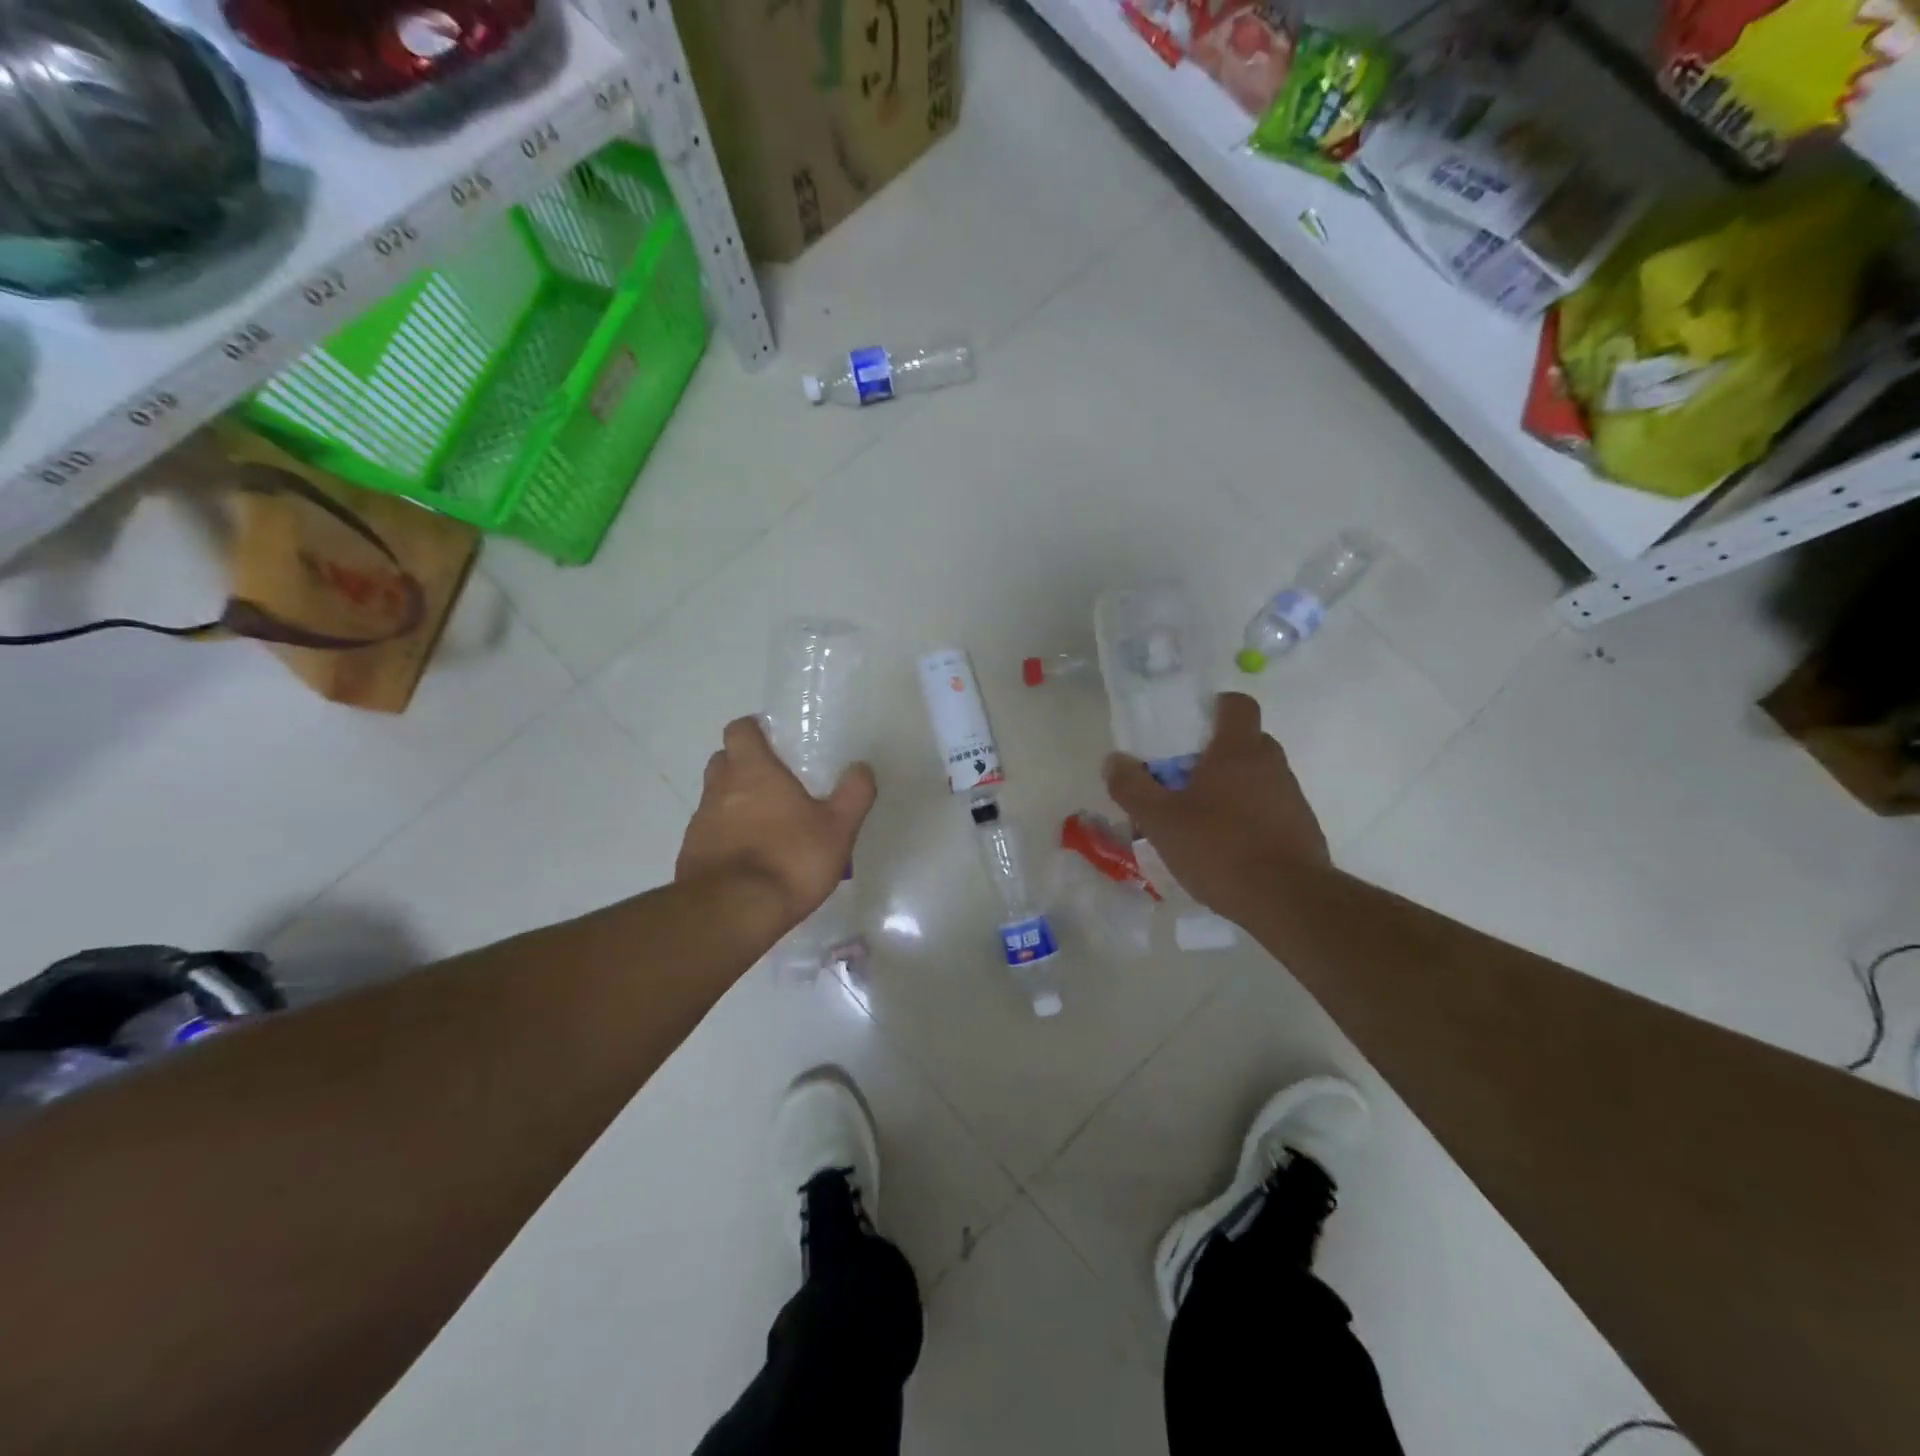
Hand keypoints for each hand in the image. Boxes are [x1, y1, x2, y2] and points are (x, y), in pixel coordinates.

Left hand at [676, 716, 877, 932]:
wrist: (733, 913)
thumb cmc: (789, 859)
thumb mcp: (838, 828)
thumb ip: (853, 794)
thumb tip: (861, 768)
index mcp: (752, 770)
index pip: (740, 729)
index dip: (754, 731)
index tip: (774, 742)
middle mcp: (719, 788)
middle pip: (723, 760)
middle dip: (743, 765)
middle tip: (774, 782)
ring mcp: (700, 823)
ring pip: (715, 798)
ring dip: (735, 803)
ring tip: (767, 826)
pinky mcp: (691, 855)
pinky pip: (710, 834)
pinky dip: (726, 837)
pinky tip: (750, 859)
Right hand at [1103, 692, 1325, 923]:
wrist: (1288, 901)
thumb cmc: (1219, 848)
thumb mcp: (1160, 820)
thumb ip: (1132, 787)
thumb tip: (1114, 760)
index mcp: (1238, 750)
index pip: (1237, 704)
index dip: (1216, 707)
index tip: (1191, 728)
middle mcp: (1271, 764)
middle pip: (1246, 741)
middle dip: (1217, 753)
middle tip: (1185, 779)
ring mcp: (1292, 797)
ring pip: (1259, 778)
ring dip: (1233, 789)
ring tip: (1201, 821)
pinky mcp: (1303, 830)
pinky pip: (1271, 810)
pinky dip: (1250, 819)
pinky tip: (1228, 849)